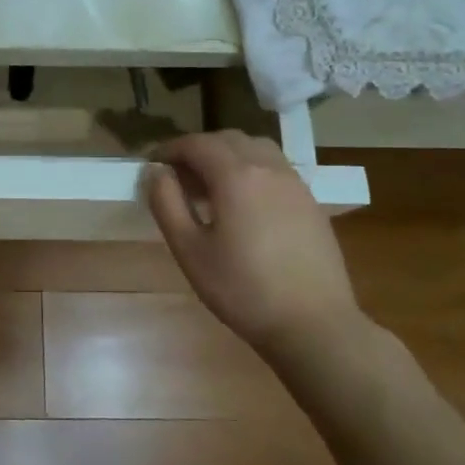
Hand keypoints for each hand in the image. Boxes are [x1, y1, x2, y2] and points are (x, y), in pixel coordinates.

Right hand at [146, 131, 363, 362]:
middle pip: (228, 139)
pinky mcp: (310, 202)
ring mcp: (295, 184)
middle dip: (198, 149)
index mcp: (236, 176)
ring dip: (227, 156)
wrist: (313, 324)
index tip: (151, 166)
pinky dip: (251, 170)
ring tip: (210, 187)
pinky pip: (275, 168)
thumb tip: (155, 172)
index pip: (197, 144)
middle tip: (177, 178)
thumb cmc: (242, 289)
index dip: (169, 149)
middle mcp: (268, 168)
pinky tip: (242, 205)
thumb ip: (167, 204)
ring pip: (256, 149)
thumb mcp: (189, 250)